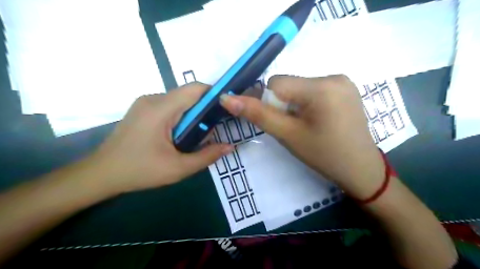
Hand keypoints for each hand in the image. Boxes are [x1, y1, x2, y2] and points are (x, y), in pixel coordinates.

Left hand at [90, 82, 234, 195]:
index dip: (214, 94)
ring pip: (180, 100)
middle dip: (204, 109)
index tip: (226, 109)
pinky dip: (182, 116)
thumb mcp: (178, 168)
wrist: (101, 174)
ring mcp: (146, 102)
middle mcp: (153, 99)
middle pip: (188, 94)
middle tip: (212, 130)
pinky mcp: (143, 109)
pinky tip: (180, 134)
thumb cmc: (139, 171)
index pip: (195, 89)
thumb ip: (207, 156)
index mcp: (160, 109)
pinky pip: (170, 106)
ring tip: (196, 135)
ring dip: (192, 114)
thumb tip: (230, 147)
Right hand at [221, 74, 383, 198]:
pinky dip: (308, 102)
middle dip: (284, 104)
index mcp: (321, 87)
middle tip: (295, 127)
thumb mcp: (288, 135)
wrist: (361, 169)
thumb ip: (257, 114)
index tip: (281, 123)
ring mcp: (344, 81)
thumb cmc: (323, 155)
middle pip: (290, 84)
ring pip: (301, 87)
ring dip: (296, 104)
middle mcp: (334, 76)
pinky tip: (319, 120)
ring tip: (308, 125)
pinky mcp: (347, 88)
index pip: (277, 83)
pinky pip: (315, 89)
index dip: (270, 103)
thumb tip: (226, 98)